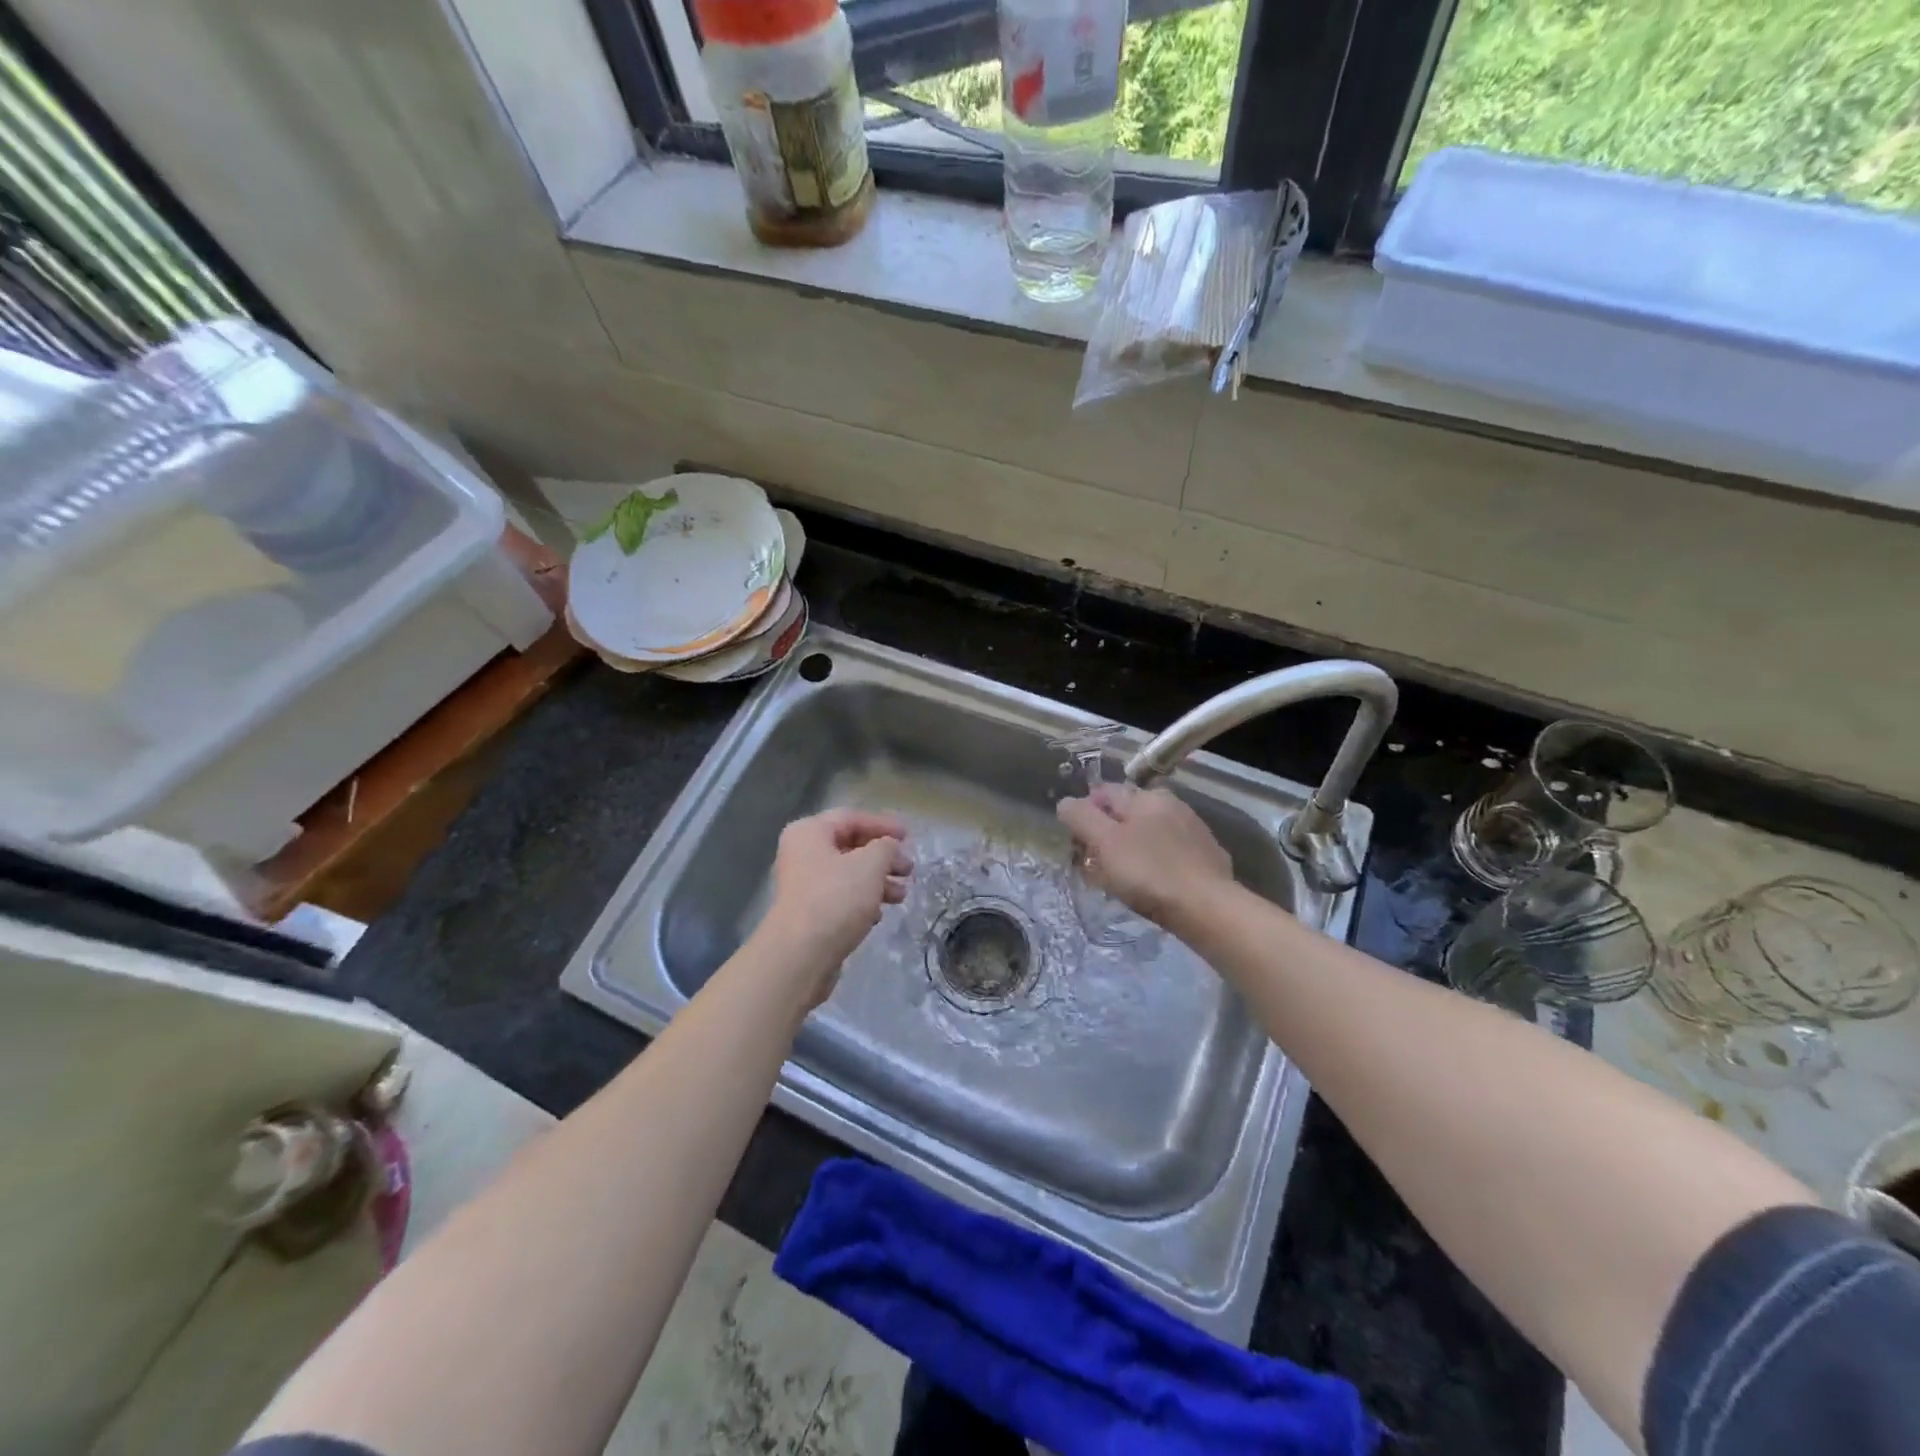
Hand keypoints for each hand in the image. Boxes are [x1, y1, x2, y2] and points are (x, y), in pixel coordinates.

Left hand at [759, 809, 912, 1005]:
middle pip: (850, 847)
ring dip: (878, 881)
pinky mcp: (809, 913)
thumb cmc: (836, 898)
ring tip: (902, 895)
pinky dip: (863, 901)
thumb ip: (886, 847)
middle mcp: (802, 854)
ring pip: (848, 874)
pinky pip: (841, 898)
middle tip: (909, 869)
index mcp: (809, 833)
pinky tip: (880, 913)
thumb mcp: (870, 864)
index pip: (851, 818)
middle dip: (883, 857)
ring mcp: (804, 885)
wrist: (801, 955)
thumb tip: (889, 847)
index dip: (883, 825)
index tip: (909, 837)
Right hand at [1056, 785, 1232, 929]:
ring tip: (1122, 879)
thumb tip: (1066, 803)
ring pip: (1149, 833)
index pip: (1103, 792)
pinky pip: (1169, 853)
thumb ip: (1081, 817)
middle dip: (1107, 834)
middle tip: (1095, 865)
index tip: (1078, 844)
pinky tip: (1153, 884)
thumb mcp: (1105, 842)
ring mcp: (1193, 829)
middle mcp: (1171, 804)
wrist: (1207, 907)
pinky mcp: (1207, 855)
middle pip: (1126, 813)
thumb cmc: (1149, 873)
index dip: (1084, 815)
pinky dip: (1155, 863)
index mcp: (1145, 796)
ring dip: (1131, 849)